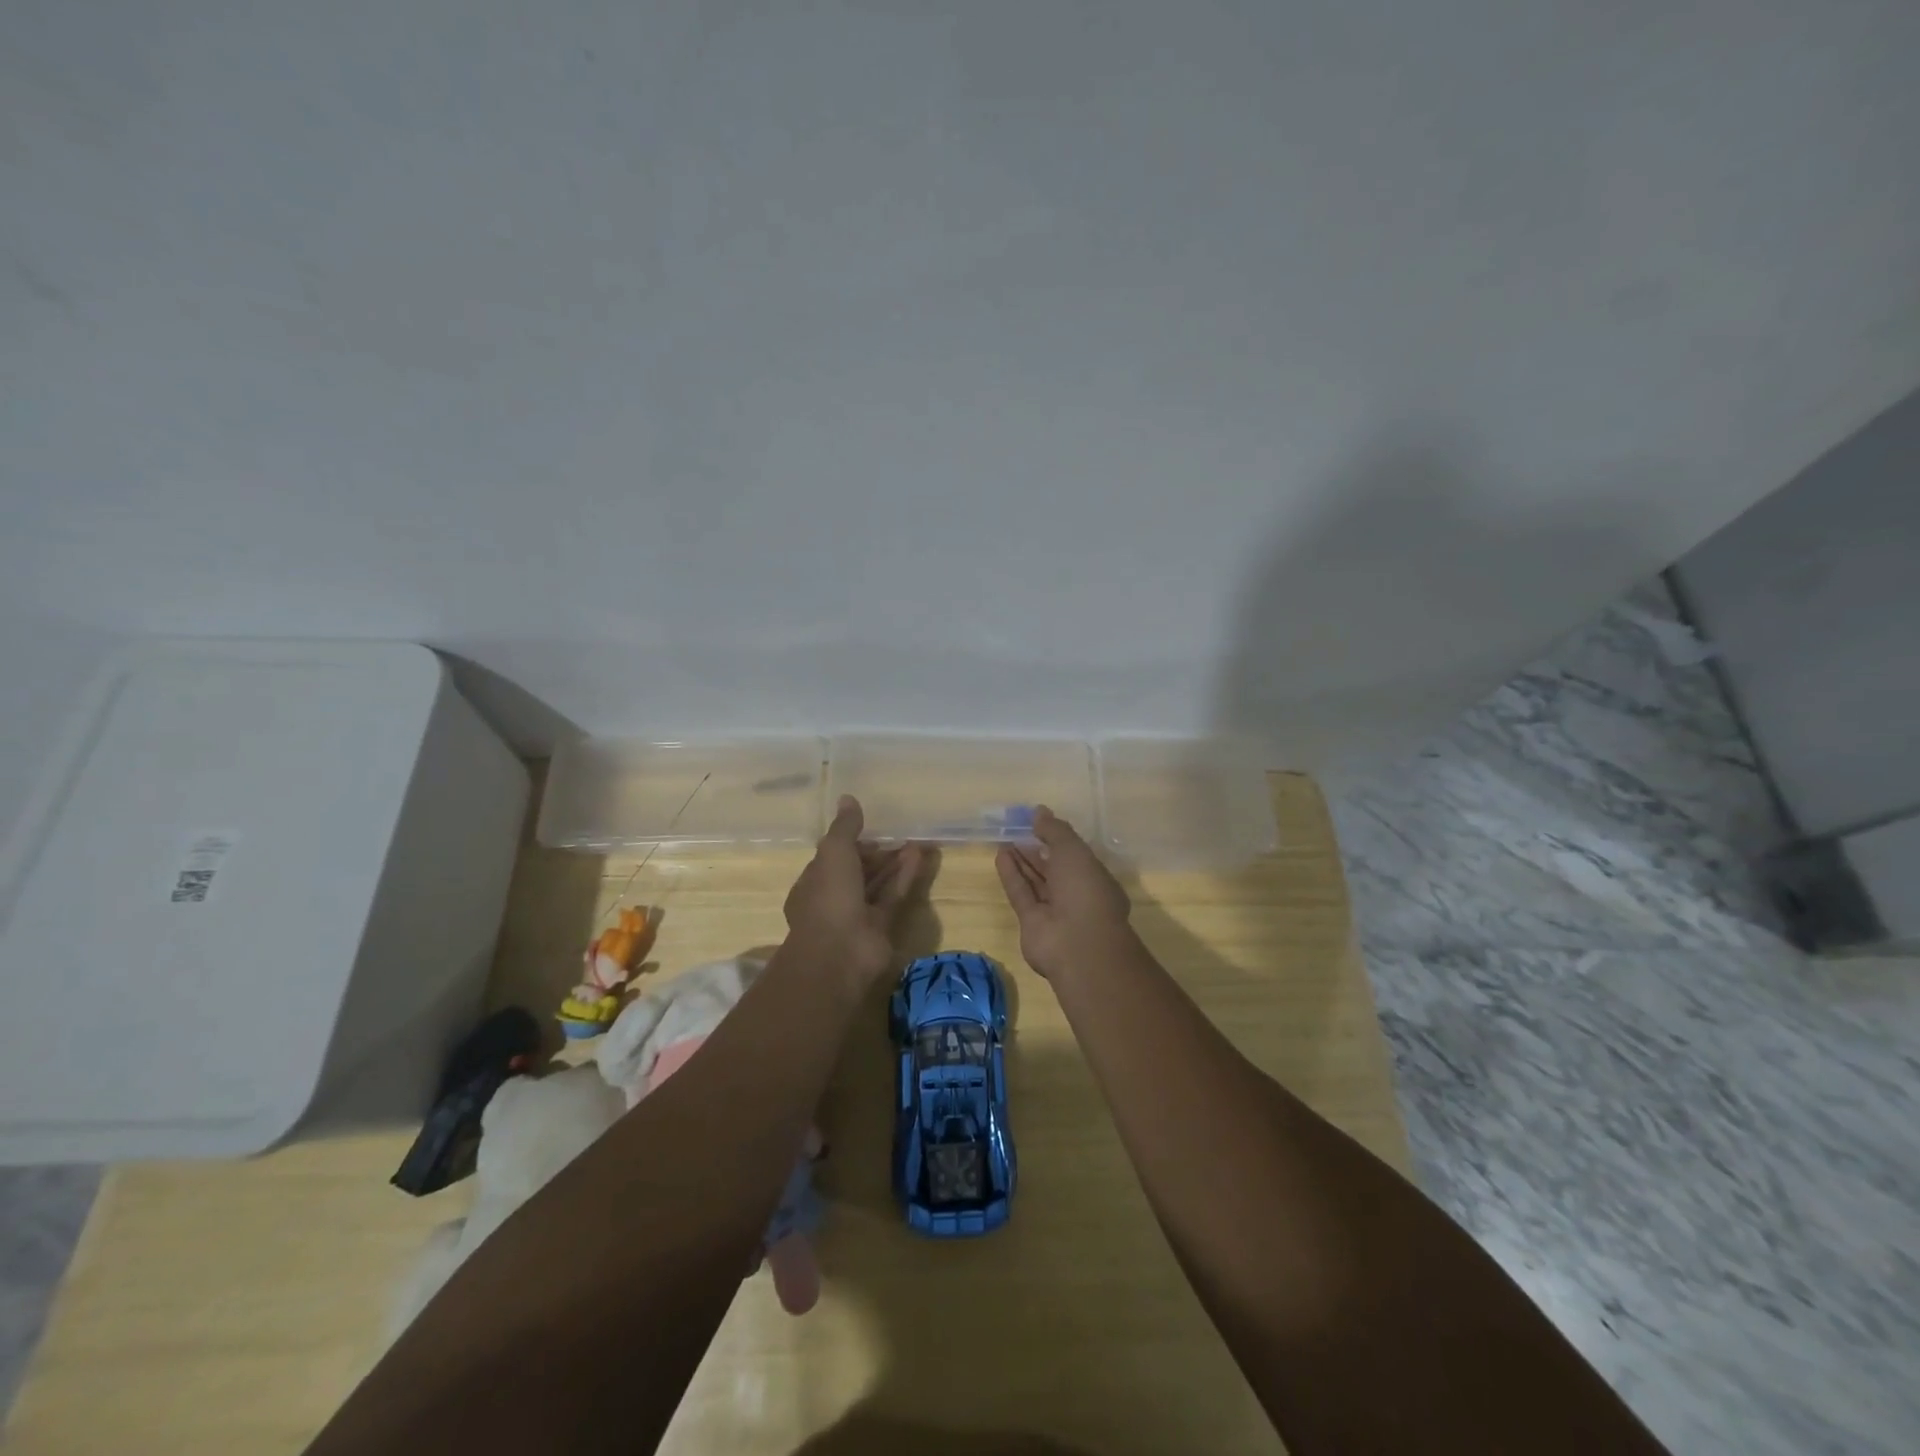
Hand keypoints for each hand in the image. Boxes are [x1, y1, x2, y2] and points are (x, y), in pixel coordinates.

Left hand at [784, 796, 923, 981]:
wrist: (840, 953)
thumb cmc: (829, 897)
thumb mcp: (833, 852)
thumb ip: (844, 827)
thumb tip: (848, 798)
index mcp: (813, 883)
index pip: (833, 859)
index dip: (852, 844)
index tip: (872, 831)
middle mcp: (833, 900)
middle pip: (858, 872)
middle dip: (878, 855)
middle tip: (901, 836)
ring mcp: (857, 916)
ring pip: (879, 884)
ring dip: (896, 864)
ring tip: (917, 843)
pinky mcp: (881, 928)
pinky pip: (893, 897)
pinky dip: (905, 877)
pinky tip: (920, 857)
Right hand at [995, 805, 1133, 980]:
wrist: (1077, 944)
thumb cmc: (1085, 890)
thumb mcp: (1074, 850)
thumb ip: (1055, 830)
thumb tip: (1038, 811)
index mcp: (1096, 878)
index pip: (1075, 856)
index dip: (1058, 839)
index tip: (1038, 823)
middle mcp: (1076, 895)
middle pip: (1053, 869)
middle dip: (1037, 850)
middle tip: (1017, 830)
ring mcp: (1054, 911)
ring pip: (1035, 881)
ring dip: (1021, 861)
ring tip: (1005, 839)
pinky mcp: (1032, 923)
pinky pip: (1021, 894)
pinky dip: (1012, 875)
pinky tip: (1000, 855)